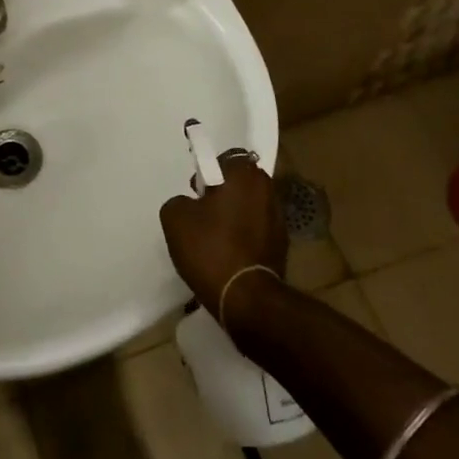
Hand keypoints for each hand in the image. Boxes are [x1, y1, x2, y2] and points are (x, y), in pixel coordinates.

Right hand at [160, 153, 288, 317]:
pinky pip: (257, 232)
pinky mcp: (283, 248)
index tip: (197, 192)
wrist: (246, 300)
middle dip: (224, 194)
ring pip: (250, 208)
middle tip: (203, 214)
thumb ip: (180, 201)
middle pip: (241, 184)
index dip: (209, 171)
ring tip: (214, 240)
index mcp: (246, 176)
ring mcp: (280, 221)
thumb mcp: (175, 217)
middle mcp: (269, 191)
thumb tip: (191, 205)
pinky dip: (245, 239)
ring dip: (235, 217)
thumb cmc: (210, 249)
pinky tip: (228, 257)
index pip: (227, 159)